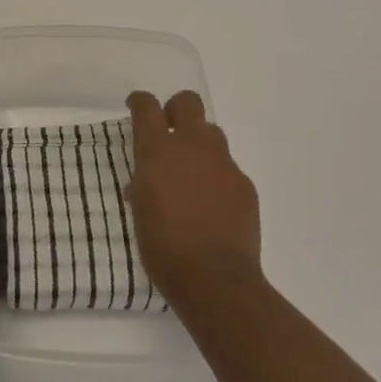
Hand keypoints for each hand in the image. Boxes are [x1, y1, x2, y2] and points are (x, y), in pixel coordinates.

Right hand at [125, 90, 261, 311]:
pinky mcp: (244, 184)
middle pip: (188, 102)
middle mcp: (192, 146)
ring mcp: (223, 163)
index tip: (136, 106)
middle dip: (176, 110)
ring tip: (191, 174)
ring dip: (199, 144)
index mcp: (158, 151)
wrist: (214, 279)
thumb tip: (145, 182)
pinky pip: (227, 168)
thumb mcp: (140, 213)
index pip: (147, 107)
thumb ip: (144, 186)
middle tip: (169, 132)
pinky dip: (216, 178)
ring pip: (212, 133)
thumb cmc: (163, 248)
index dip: (140, 102)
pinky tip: (212, 205)